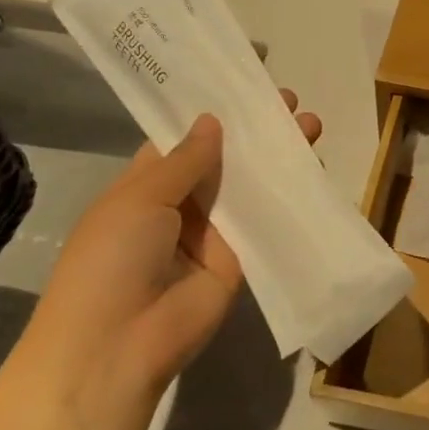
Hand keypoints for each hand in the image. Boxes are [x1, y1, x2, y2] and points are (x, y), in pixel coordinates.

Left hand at [26, 91, 322, 401]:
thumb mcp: (139, 198)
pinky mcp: (241, 259)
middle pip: (224, 161)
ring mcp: (213, 233)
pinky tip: (316, 169)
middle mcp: (181, 205)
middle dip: (255, 132)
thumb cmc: (112, 258)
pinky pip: (267, 223)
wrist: (119, 344)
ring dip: (278, 158)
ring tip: (312, 125)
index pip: (183, 141)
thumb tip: (212, 121)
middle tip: (289, 101)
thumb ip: (184, 161)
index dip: (214, 114)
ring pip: (250, 188)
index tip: (245, 86)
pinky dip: (289, 198)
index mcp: (145, 185)